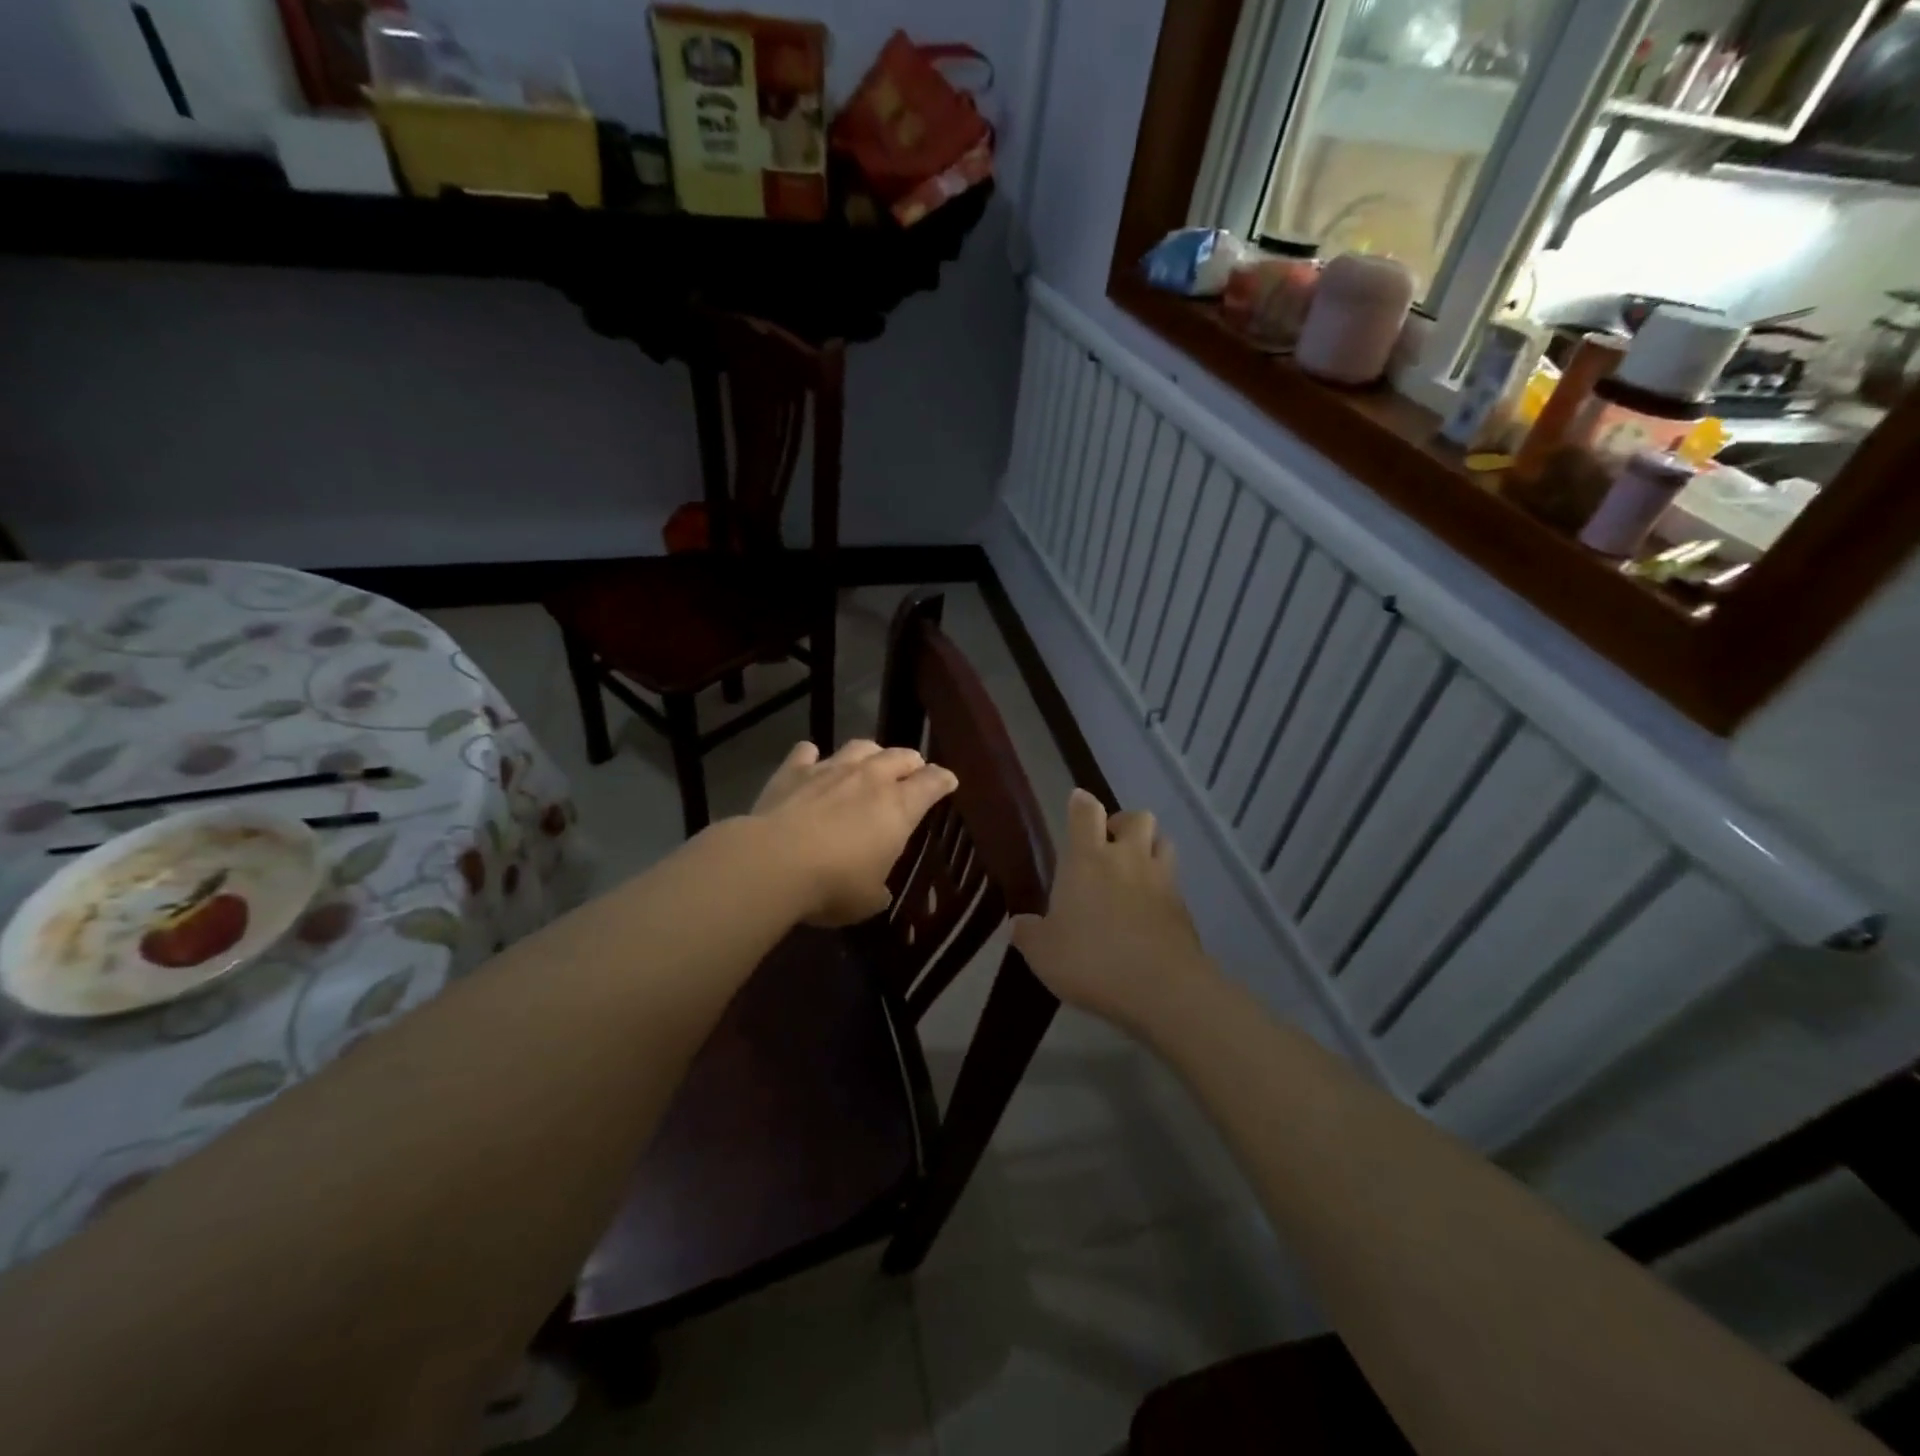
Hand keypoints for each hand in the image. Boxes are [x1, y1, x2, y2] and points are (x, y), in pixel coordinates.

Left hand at [751, 739, 958, 926]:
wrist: (774, 863)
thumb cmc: (833, 885)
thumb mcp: (868, 899)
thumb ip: (878, 890)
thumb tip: (878, 891)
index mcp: (899, 808)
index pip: (932, 783)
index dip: (943, 780)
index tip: (948, 781)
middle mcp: (870, 779)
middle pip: (900, 756)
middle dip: (911, 762)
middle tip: (912, 771)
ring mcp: (831, 769)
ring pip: (860, 747)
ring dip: (870, 753)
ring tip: (870, 762)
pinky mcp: (793, 771)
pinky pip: (807, 752)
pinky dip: (812, 756)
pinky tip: (811, 760)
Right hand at [1011, 789, 1214, 1032]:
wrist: (1162, 989)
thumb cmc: (1092, 960)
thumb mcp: (1043, 953)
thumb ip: (1029, 933)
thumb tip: (1019, 923)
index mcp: (1088, 859)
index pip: (1086, 811)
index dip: (1081, 803)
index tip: (1077, 804)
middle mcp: (1127, 859)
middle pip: (1137, 817)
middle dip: (1123, 823)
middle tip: (1109, 844)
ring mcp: (1161, 881)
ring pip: (1163, 843)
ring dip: (1149, 848)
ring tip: (1134, 870)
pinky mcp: (1184, 909)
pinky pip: (1174, 883)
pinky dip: (1162, 887)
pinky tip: (1149, 911)